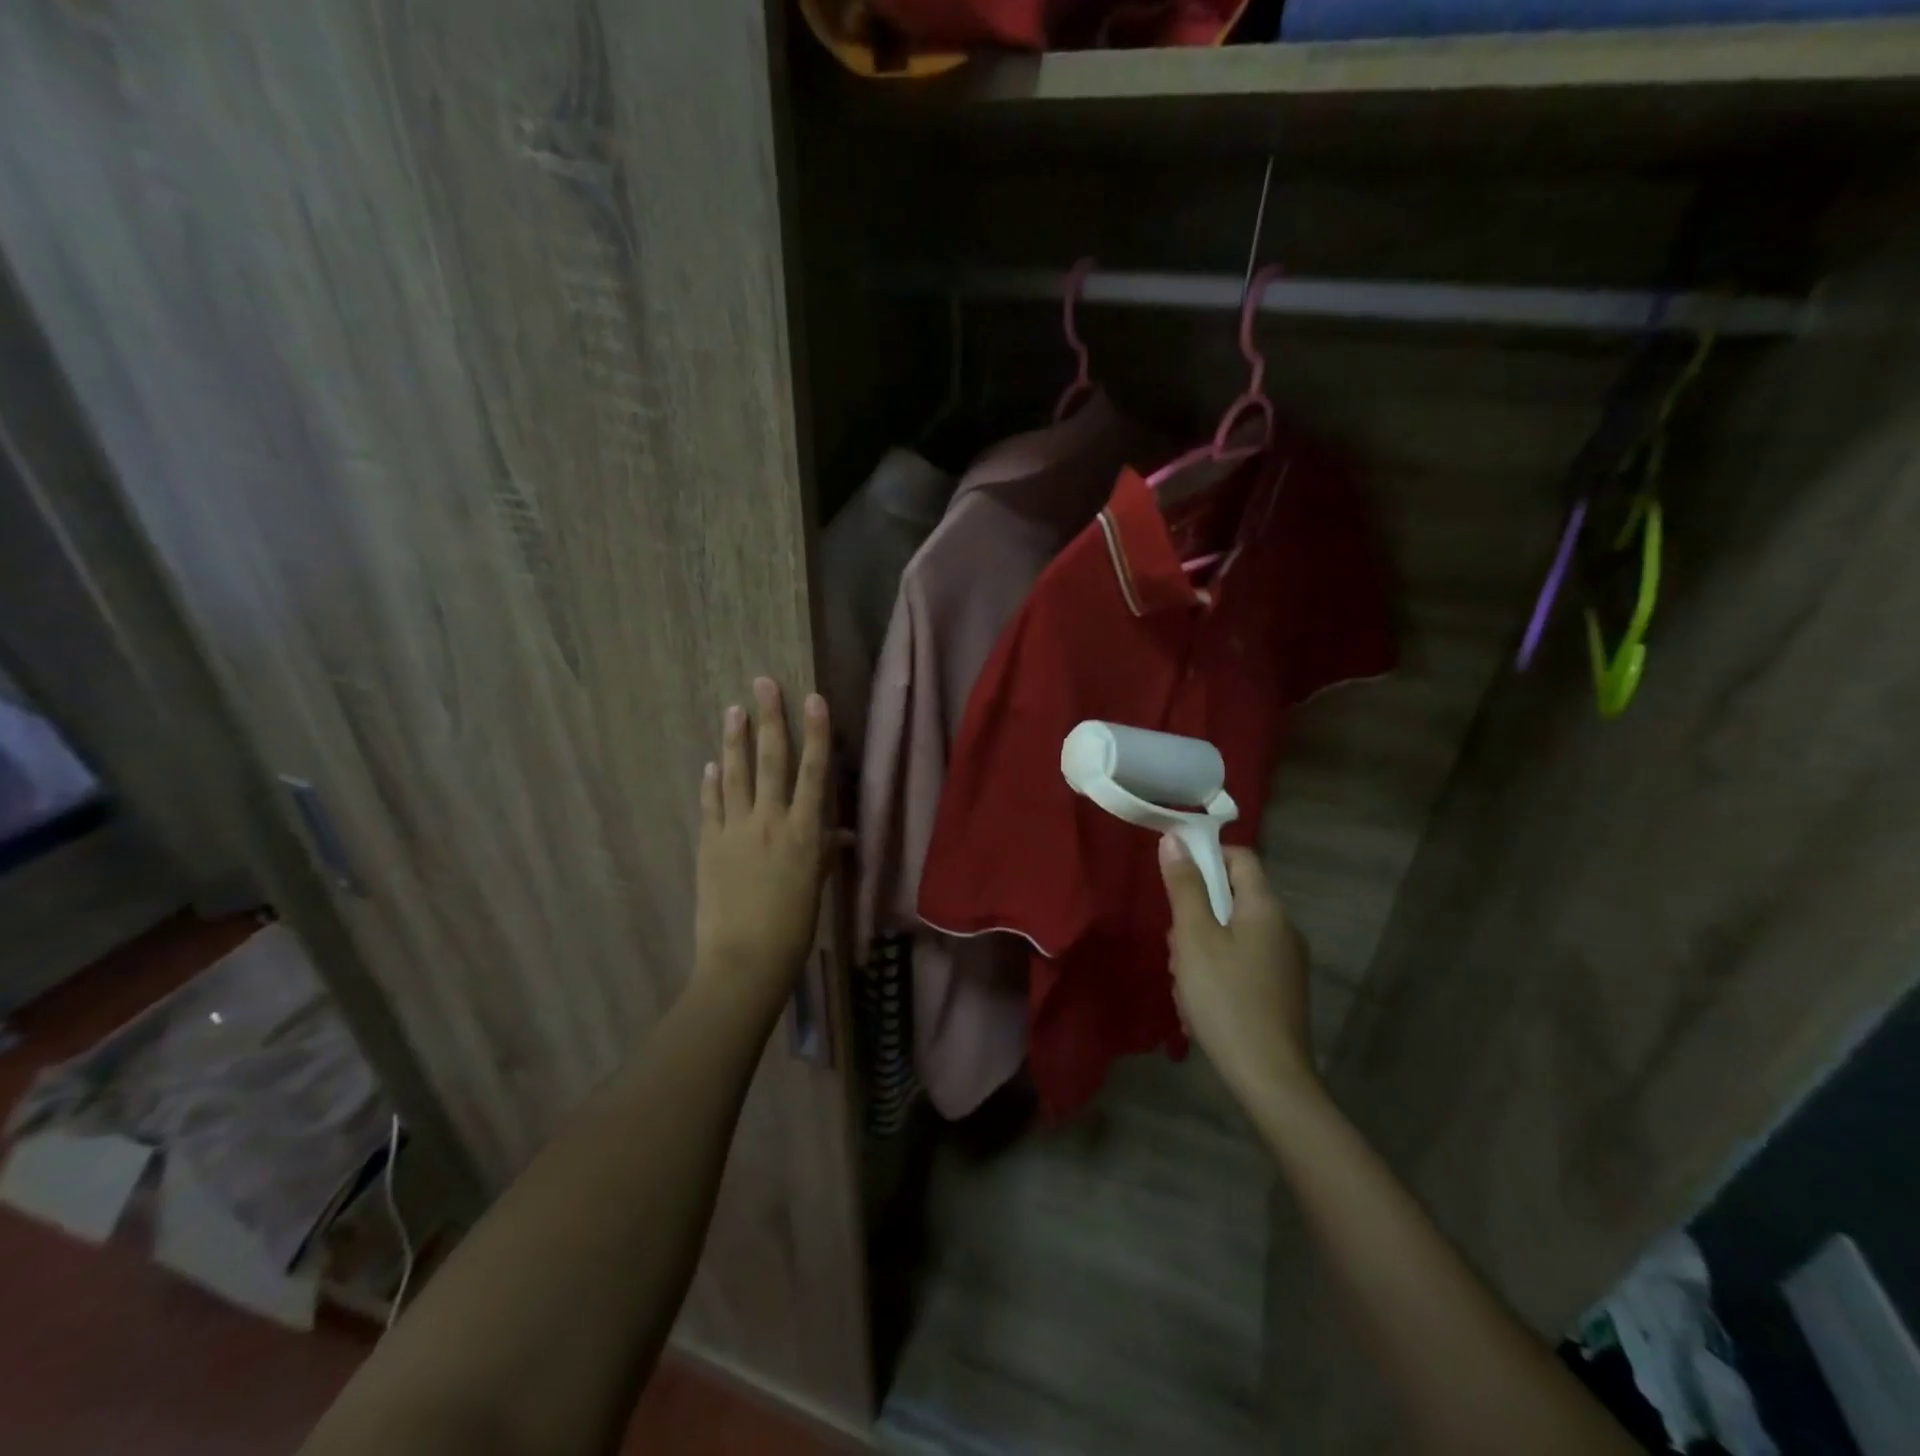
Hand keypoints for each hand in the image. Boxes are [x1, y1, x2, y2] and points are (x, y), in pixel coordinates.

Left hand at [692, 678, 838, 1022]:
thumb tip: (840, 834)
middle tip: (763, 683)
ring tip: (733, 709)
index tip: (812, 699)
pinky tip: (710, 765)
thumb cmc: (793, 928)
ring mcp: (735, 830)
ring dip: (734, 740)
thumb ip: (825, 854)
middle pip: (770, 760)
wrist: (743, 961)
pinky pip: (711, 805)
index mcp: (804, 832)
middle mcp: (770, 821)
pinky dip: (711, 783)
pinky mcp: (709, 845)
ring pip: (735, 774)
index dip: (815, 733)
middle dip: (769, 719)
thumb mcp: (816, 888)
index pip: (814, 772)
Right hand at [1159, 837, 1318, 1109]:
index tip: (1173, 877)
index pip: (1239, 857)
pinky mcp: (1279, 990)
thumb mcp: (1194, 938)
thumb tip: (1175, 838)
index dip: (1206, 856)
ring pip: (1231, 933)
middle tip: (1176, 946)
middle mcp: (1282, 928)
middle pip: (1231, 898)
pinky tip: (1199, 1003)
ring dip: (1200, 948)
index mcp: (1266, 908)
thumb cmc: (1226, 998)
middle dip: (1195, 915)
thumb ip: (1185, 886)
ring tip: (1184, 982)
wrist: (1270, 1078)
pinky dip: (1216, 971)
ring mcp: (1284, 962)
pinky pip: (1240, 962)